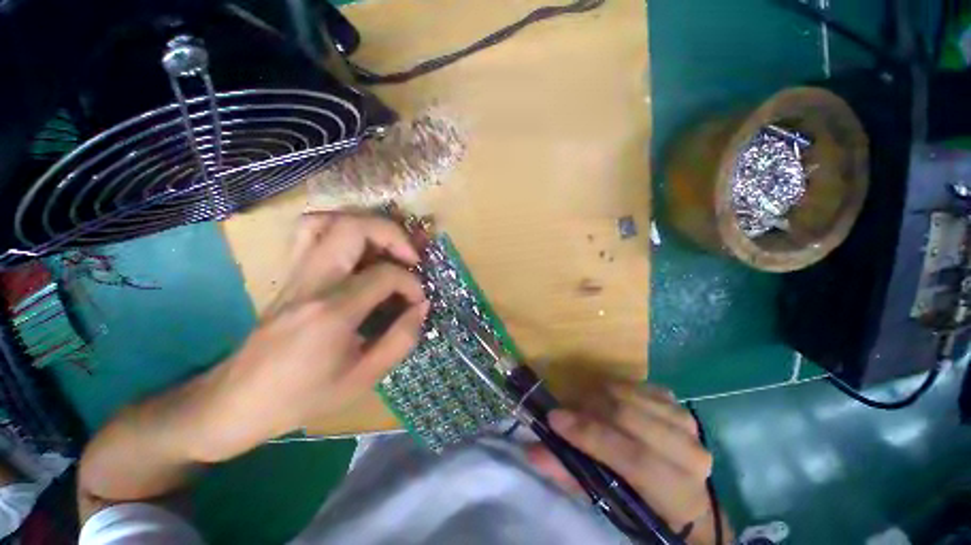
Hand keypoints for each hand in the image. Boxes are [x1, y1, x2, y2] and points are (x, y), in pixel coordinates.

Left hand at [196, 213, 428, 460]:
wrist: (237, 401)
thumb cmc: (303, 396)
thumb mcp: (364, 378)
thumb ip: (401, 339)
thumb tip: (422, 306)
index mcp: (333, 312)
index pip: (384, 275)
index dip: (411, 284)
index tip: (418, 302)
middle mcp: (312, 282)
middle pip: (354, 228)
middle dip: (393, 236)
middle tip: (411, 258)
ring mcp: (296, 273)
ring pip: (327, 220)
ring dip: (366, 227)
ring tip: (386, 249)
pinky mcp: (290, 274)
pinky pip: (311, 233)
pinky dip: (339, 229)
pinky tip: (357, 251)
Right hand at [528, 383, 714, 538]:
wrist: (680, 491)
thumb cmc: (640, 503)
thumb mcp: (604, 499)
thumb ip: (569, 474)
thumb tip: (533, 450)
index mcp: (677, 492)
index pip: (633, 458)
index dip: (590, 435)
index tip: (554, 419)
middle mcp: (689, 453)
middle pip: (631, 417)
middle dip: (589, 408)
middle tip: (564, 409)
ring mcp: (686, 422)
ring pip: (632, 396)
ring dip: (599, 395)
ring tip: (582, 405)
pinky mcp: (676, 403)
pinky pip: (638, 385)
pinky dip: (615, 388)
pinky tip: (605, 399)